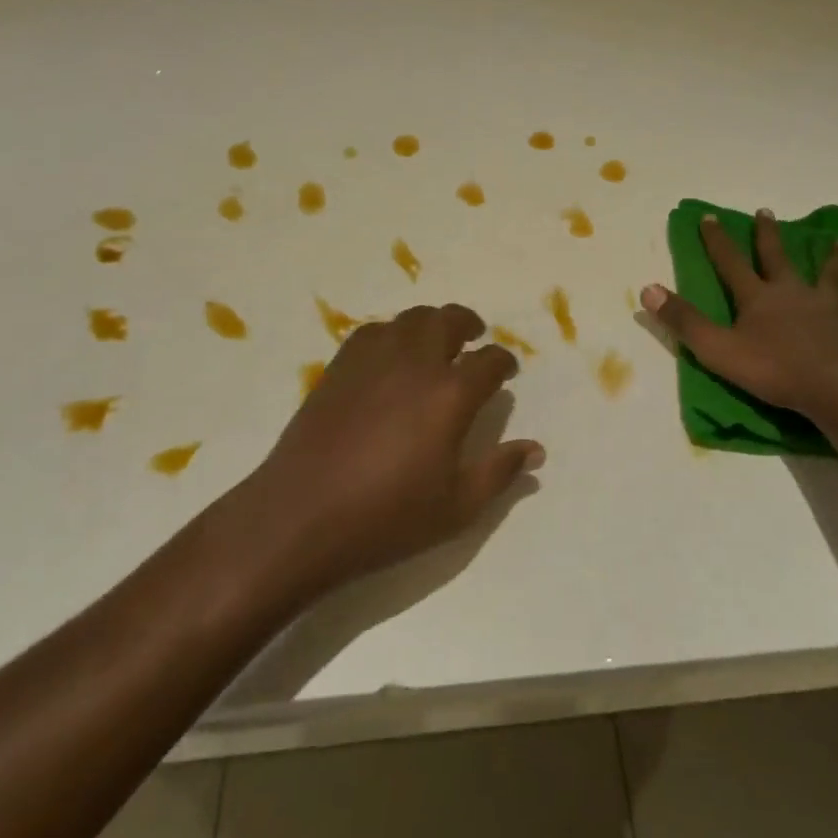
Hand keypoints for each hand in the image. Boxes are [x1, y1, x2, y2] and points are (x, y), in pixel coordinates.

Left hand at [240, 303, 542, 591]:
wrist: (301, 517)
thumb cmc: (387, 518)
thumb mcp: (457, 507)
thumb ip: (500, 472)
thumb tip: (535, 450)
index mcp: (450, 394)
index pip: (489, 361)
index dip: (504, 362)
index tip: (506, 371)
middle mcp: (415, 364)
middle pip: (449, 321)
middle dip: (469, 325)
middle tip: (475, 339)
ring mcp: (374, 360)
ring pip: (411, 319)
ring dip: (432, 323)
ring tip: (437, 341)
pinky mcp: (340, 367)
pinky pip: (375, 331)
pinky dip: (393, 333)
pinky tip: (392, 354)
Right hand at [641, 209, 837, 415]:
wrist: (833, 387)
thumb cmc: (772, 369)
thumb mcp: (717, 349)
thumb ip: (683, 321)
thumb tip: (647, 288)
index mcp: (757, 298)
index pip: (730, 263)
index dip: (717, 241)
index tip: (709, 216)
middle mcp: (791, 294)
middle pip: (777, 259)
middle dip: (768, 236)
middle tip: (766, 213)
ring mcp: (826, 309)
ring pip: (829, 277)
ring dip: (834, 259)